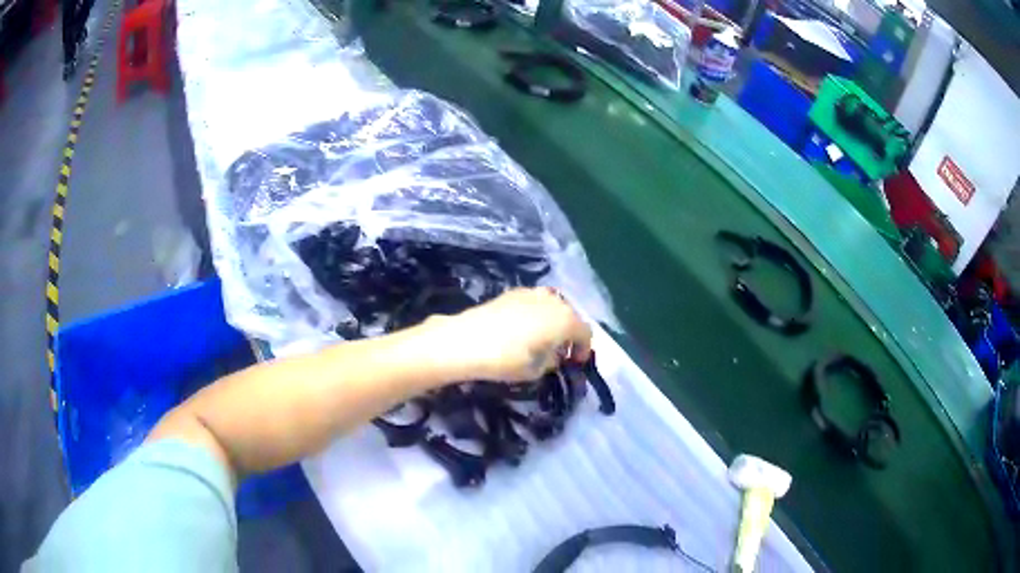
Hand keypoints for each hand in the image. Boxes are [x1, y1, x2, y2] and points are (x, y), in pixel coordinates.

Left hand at [427, 288, 592, 382]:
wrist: (466, 340)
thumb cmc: (506, 359)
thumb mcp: (536, 370)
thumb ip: (551, 361)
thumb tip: (553, 355)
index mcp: (565, 320)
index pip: (585, 333)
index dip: (584, 349)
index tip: (576, 363)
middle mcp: (553, 301)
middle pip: (571, 315)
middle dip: (570, 333)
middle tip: (562, 351)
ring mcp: (532, 293)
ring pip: (553, 305)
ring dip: (554, 320)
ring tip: (544, 337)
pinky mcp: (512, 292)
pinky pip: (534, 301)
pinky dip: (537, 313)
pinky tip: (525, 327)